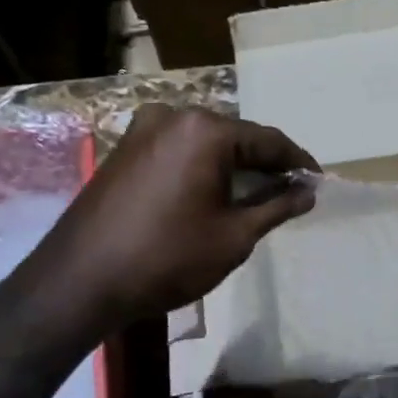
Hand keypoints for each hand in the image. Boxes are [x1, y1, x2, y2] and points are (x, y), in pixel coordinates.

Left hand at [15, 103, 318, 329]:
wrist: (80, 282)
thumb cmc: (168, 258)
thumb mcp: (234, 236)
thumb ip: (277, 206)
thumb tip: (307, 191)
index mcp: (205, 130)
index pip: (268, 140)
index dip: (297, 162)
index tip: (318, 182)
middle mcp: (174, 116)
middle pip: (236, 137)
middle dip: (265, 164)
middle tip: (290, 192)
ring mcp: (144, 130)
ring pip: (206, 144)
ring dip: (233, 167)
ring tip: (257, 196)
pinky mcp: (125, 149)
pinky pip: (179, 151)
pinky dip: (203, 169)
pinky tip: (215, 194)